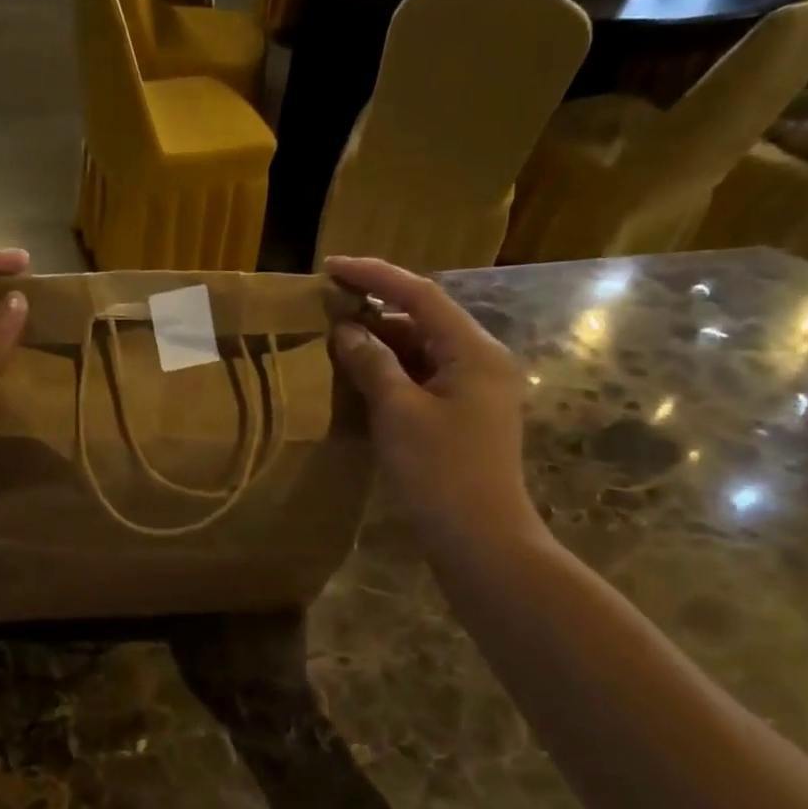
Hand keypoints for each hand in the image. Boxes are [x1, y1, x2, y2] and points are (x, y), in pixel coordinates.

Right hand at [324, 256, 544, 557]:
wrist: (481, 542)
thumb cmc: (440, 474)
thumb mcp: (398, 413)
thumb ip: (372, 364)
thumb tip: (347, 330)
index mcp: (474, 352)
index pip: (420, 295)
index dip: (374, 276)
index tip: (330, 267)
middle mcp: (481, 362)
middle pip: (423, 321)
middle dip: (375, 312)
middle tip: (326, 309)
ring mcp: (475, 392)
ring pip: (422, 352)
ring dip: (381, 345)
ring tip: (334, 342)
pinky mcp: (463, 418)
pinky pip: (423, 380)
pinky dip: (391, 374)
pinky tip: (359, 380)